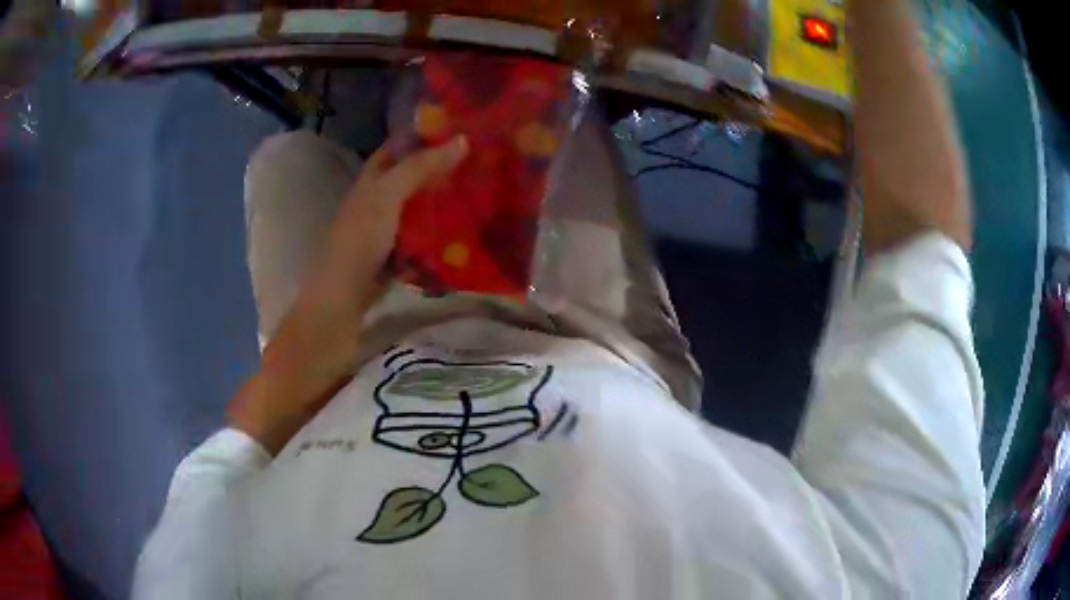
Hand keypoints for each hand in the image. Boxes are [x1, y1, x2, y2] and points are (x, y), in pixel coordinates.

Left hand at [228, 135, 468, 454]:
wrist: (333, 318)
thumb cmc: (353, 252)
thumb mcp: (383, 202)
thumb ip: (416, 171)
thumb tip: (459, 140)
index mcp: (367, 188)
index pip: (395, 152)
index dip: (421, 137)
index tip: (460, 129)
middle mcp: (372, 210)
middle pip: (408, 182)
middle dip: (439, 171)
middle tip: (481, 164)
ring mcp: (381, 242)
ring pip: (415, 214)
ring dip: (442, 204)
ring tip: (480, 196)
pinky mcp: (389, 269)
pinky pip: (417, 246)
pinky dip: (437, 240)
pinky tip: (462, 241)